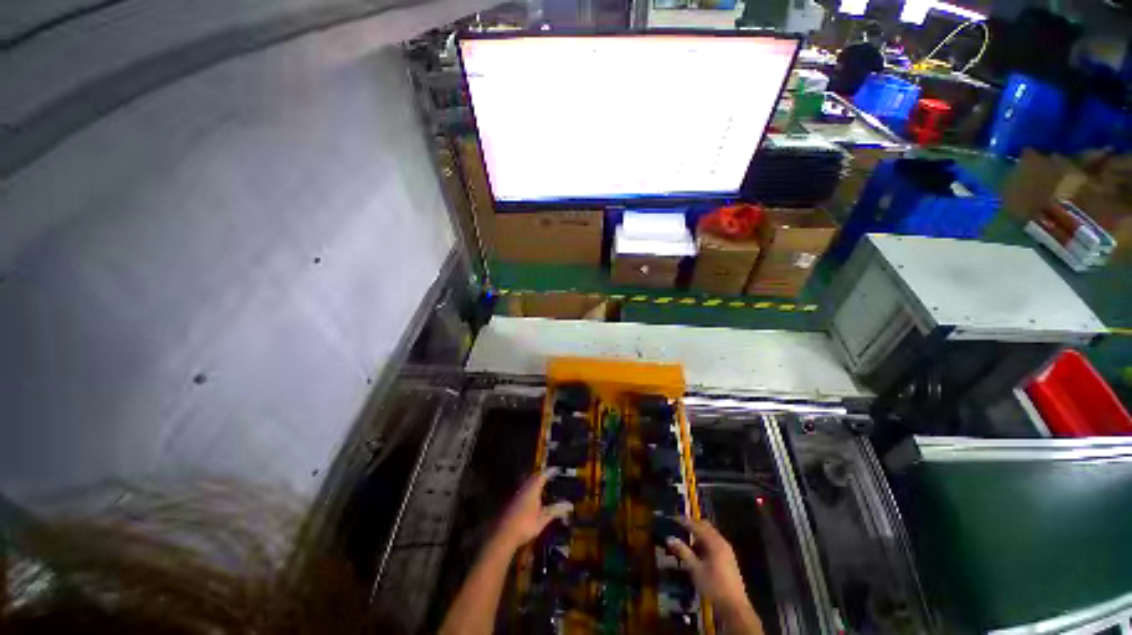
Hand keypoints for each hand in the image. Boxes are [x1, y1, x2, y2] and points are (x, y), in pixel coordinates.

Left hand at [493, 469, 572, 552]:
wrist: (504, 534)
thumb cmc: (526, 525)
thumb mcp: (543, 519)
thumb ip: (556, 511)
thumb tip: (569, 505)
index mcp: (531, 491)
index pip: (541, 476)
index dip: (549, 472)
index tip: (557, 470)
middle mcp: (521, 490)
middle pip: (530, 478)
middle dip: (540, 476)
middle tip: (549, 476)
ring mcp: (514, 496)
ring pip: (524, 485)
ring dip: (533, 484)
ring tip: (543, 487)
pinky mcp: (510, 504)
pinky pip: (521, 492)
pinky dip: (528, 492)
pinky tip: (533, 500)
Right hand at [666, 518, 760, 631]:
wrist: (731, 599)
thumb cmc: (712, 584)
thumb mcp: (695, 569)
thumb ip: (684, 553)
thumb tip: (670, 539)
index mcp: (715, 543)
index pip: (699, 527)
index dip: (686, 522)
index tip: (673, 517)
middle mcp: (722, 543)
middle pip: (707, 528)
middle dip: (693, 525)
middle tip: (677, 525)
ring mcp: (726, 549)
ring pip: (711, 536)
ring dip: (698, 534)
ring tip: (683, 538)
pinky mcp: (727, 557)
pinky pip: (714, 543)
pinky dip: (703, 542)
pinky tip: (695, 550)